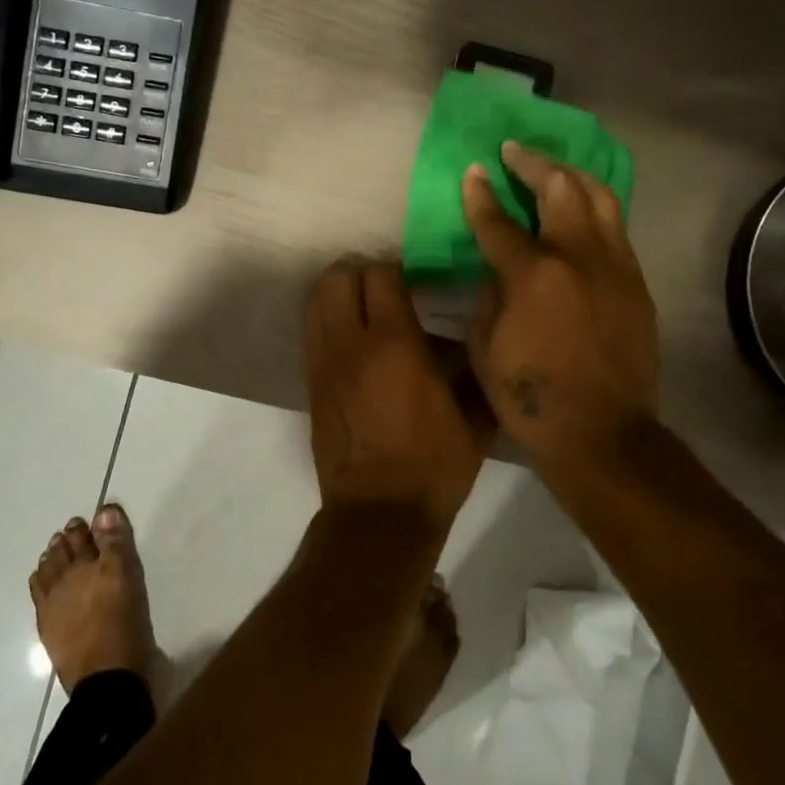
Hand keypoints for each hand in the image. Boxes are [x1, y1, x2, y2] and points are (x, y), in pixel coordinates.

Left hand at [305, 258, 490, 531]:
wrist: (380, 514)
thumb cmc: (434, 465)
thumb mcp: (474, 416)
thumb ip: (472, 368)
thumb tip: (470, 338)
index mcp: (394, 343)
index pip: (381, 276)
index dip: (397, 270)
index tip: (414, 281)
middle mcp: (351, 344)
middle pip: (337, 277)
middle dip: (359, 271)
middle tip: (384, 287)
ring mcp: (324, 363)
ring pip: (315, 300)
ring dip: (337, 291)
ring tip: (362, 305)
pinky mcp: (310, 384)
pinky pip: (311, 331)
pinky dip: (327, 320)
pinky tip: (351, 338)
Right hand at [461, 141, 659, 463]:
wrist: (602, 433)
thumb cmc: (531, 397)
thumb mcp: (485, 348)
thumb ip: (488, 297)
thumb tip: (496, 270)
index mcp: (534, 275)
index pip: (499, 221)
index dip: (481, 194)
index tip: (474, 171)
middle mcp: (578, 257)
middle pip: (560, 189)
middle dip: (534, 163)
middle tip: (514, 151)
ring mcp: (615, 267)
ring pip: (600, 198)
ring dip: (572, 175)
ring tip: (554, 167)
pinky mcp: (637, 284)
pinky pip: (617, 229)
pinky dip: (596, 208)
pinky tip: (583, 210)